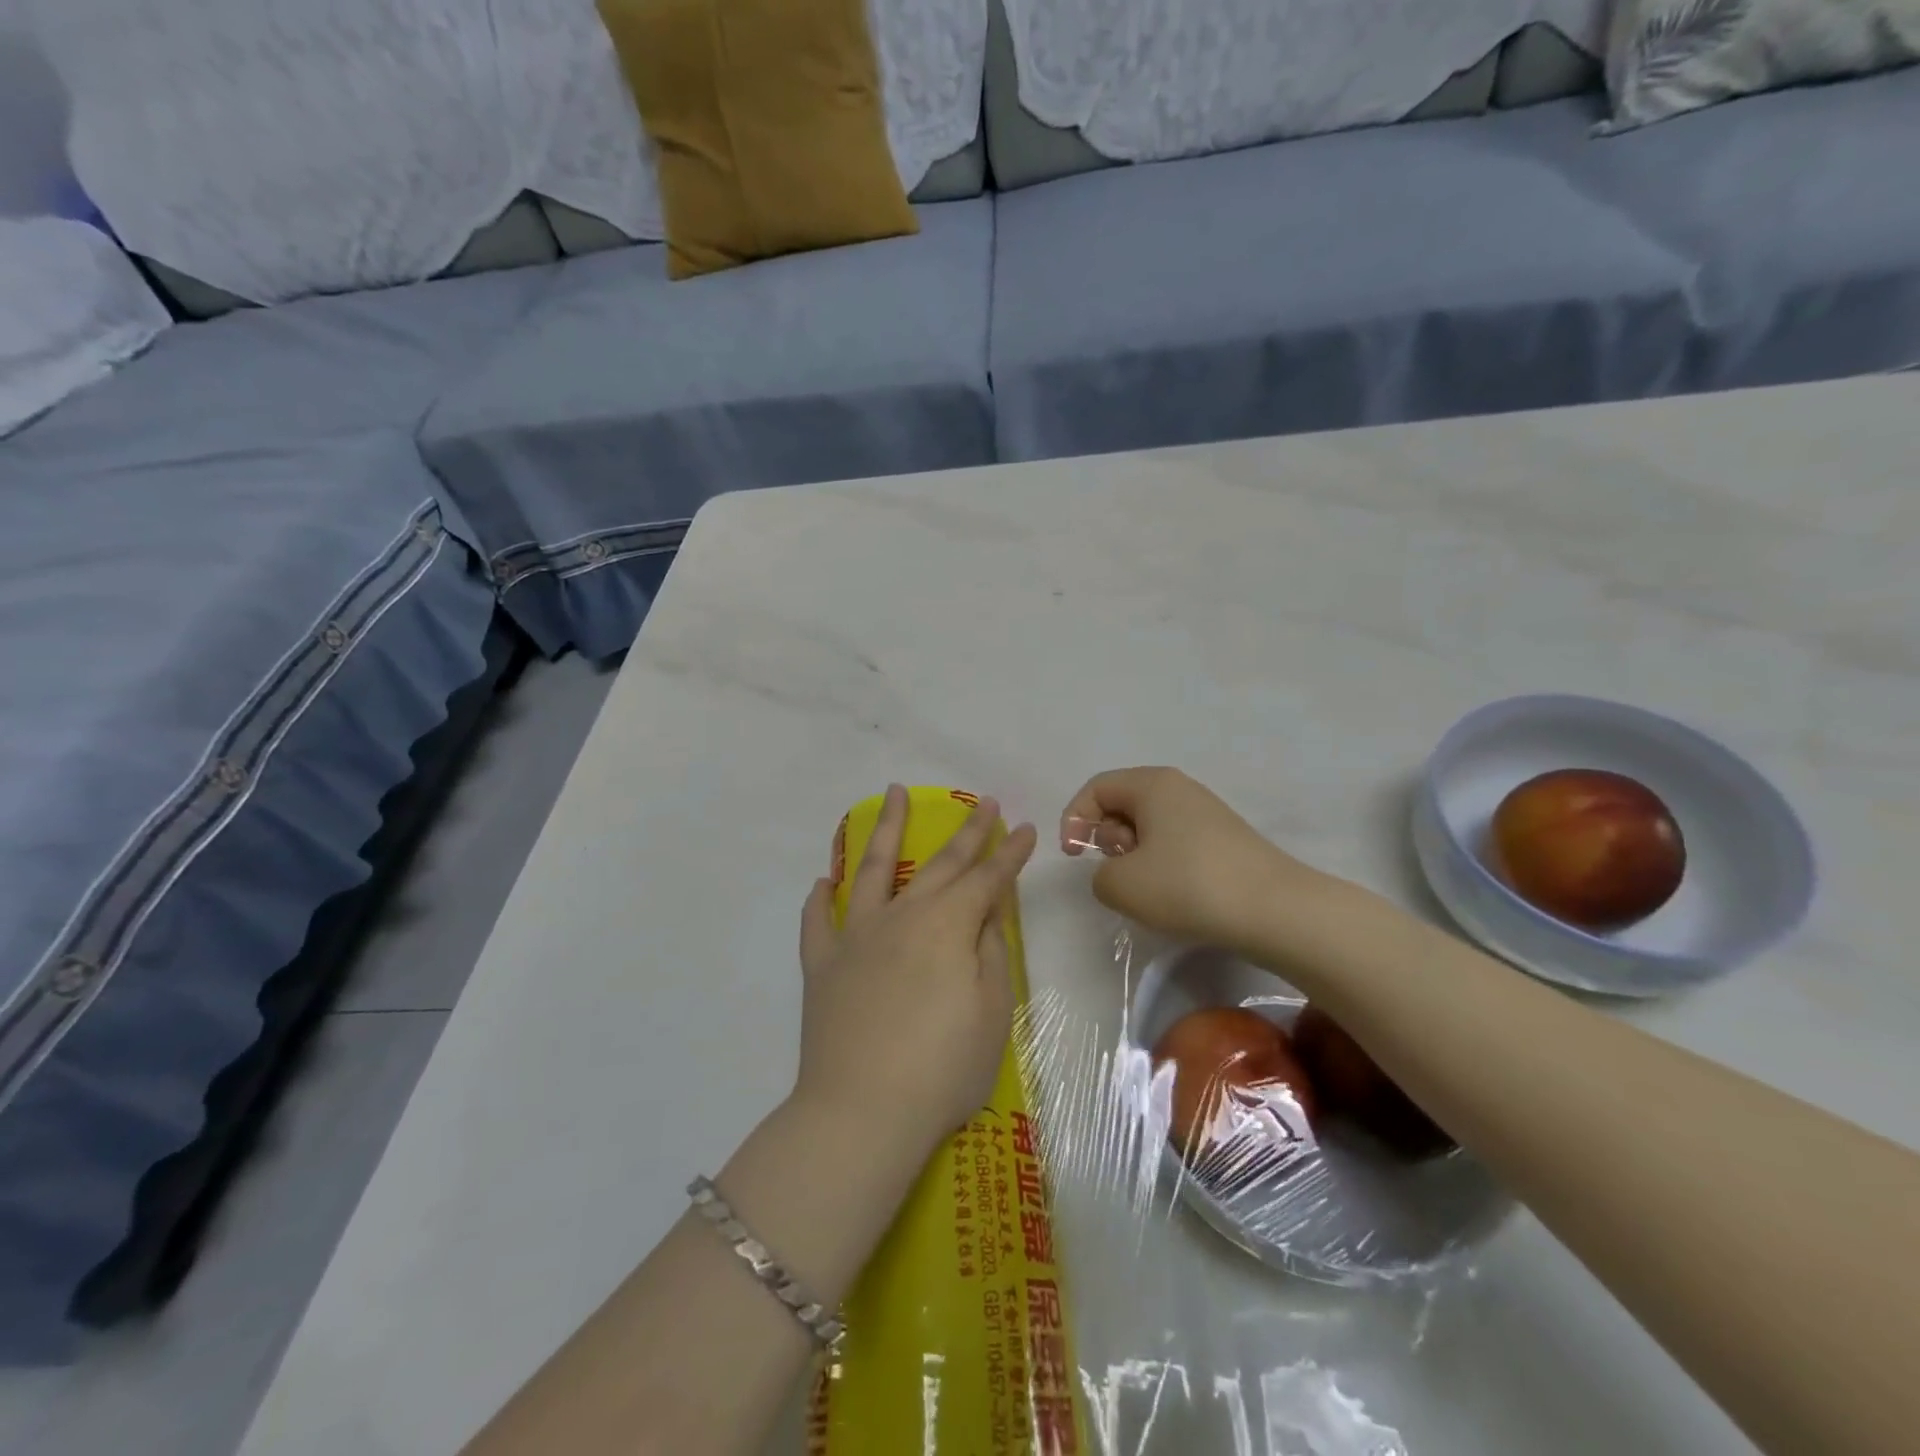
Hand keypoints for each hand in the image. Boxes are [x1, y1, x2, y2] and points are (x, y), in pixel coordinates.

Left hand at [795, 785, 1037, 1159]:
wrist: (862, 1113)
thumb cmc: (942, 1070)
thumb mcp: (992, 1014)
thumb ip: (991, 954)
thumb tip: (987, 914)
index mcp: (947, 927)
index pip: (987, 879)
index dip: (1009, 853)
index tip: (1024, 828)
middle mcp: (902, 917)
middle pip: (939, 864)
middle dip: (966, 832)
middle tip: (982, 802)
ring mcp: (856, 937)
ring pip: (872, 869)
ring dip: (885, 829)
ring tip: (893, 794)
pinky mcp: (822, 965)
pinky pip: (817, 922)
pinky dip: (820, 899)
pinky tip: (824, 881)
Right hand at [1060, 767, 1326, 952]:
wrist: (1275, 910)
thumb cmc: (1188, 885)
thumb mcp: (1121, 884)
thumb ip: (1099, 875)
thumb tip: (1117, 873)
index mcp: (1152, 784)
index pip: (1096, 788)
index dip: (1074, 819)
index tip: (1073, 857)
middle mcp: (1180, 789)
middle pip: (1122, 803)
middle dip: (1107, 838)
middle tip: (1117, 870)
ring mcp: (1206, 814)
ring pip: (1149, 826)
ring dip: (1134, 856)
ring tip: (1147, 888)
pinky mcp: (1224, 841)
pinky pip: (1175, 843)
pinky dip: (1162, 865)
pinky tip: (1175, 896)